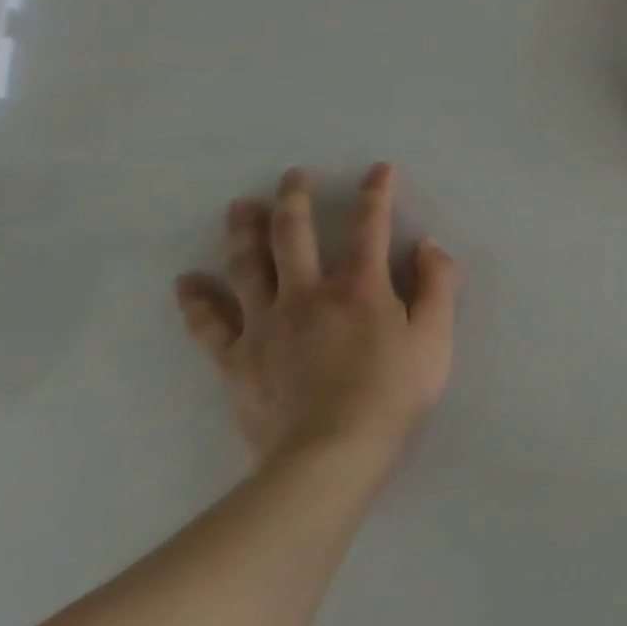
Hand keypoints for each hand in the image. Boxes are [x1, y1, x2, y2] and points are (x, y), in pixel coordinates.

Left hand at [175, 164, 458, 469]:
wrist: (330, 455)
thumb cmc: (395, 392)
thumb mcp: (437, 336)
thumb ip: (437, 284)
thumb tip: (428, 245)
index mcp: (361, 287)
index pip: (369, 227)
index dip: (376, 193)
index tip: (379, 170)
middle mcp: (308, 294)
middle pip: (293, 236)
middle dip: (295, 200)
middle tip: (290, 175)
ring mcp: (266, 325)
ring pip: (247, 267)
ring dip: (242, 232)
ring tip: (239, 206)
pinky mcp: (237, 359)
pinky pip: (210, 323)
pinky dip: (197, 299)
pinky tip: (188, 280)